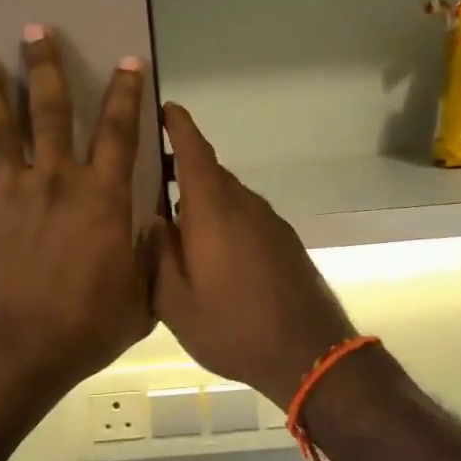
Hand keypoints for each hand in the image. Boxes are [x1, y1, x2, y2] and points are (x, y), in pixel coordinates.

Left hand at [0, 27, 154, 410]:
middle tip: (35, 30)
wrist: (10, 357)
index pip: (119, 132)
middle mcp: (55, 183)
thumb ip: (149, 257)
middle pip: (51, 113)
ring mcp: (8, 198)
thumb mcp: (140, 299)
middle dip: (45, 68)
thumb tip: (153, 229)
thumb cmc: (83, 328)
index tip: (128, 60)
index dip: (127, 93)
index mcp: (101, 198)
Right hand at [152, 103, 356, 407]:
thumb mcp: (176, 303)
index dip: (180, 126)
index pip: (195, 152)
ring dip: (203, 197)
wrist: (309, 352)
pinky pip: (246, 215)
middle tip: (151, 177)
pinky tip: (211, 248)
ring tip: (175, 218)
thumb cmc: (234, 327)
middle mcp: (244, 205)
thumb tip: (151, 220)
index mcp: (214, 210)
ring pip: (229, 196)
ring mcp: (269, 222)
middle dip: (183, 167)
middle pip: (211, 173)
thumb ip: (158, 256)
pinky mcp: (284, 241)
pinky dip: (224, 217)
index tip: (165, 108)